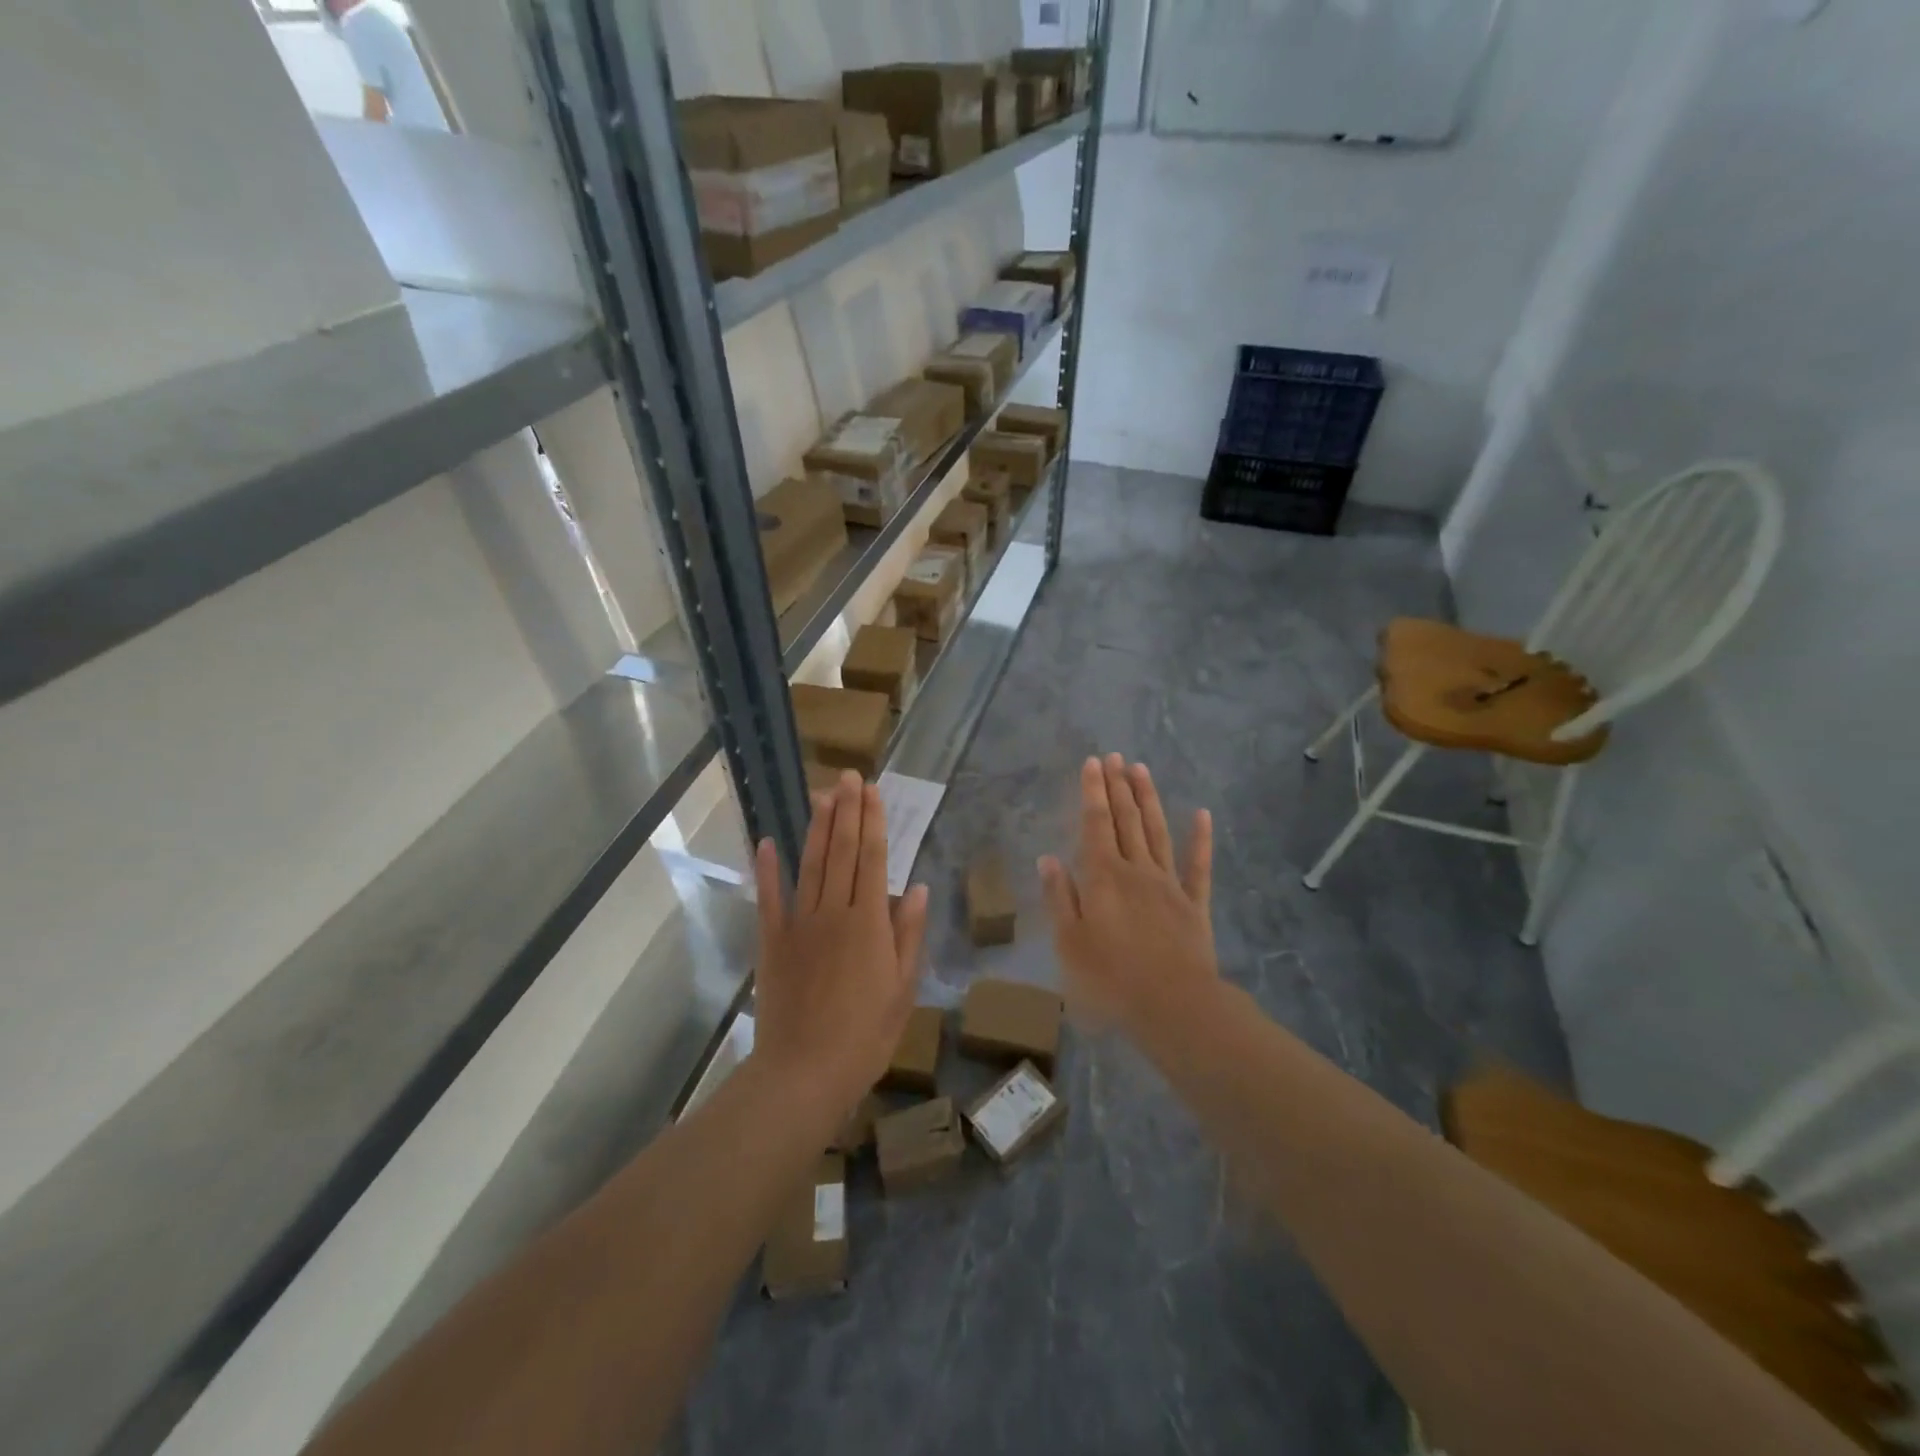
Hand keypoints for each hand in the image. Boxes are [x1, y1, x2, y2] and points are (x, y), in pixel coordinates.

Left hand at [750, 772, 928, 1115]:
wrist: (804, 1072)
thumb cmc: (865, 1036)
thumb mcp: (903, 989)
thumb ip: (908, 934)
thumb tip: (917, 888)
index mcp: (868, 922)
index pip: (873, 858)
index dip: (873, 821)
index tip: (872, 790)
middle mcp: (834, 912)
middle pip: (842, 852)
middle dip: (846, 811)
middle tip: (848, 776)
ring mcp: (799, 924)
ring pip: (811, 865)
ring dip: (818, 827)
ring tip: (823, 794)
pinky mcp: (772, 942)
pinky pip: (769, 898)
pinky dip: (768, 869)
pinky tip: (768, 841)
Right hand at [1038, 755, 1216, 1037]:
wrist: (1174, 1006)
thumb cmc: (1111, 978)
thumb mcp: (1069, 942)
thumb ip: (1059, 897)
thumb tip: (1048, 858)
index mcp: (1102, 877)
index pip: (1095, 824)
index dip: (1093, 792)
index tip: (1093, 763)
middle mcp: (1136, 870)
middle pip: (1126, 820)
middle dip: (1118, 787)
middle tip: (1116, 756)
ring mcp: (1168, 884)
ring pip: (1157, 832)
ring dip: (1148, 800)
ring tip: (1142, 770)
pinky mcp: (1193, 904)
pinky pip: (1198, 866)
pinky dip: (1200, 839)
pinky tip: (1201, 815)